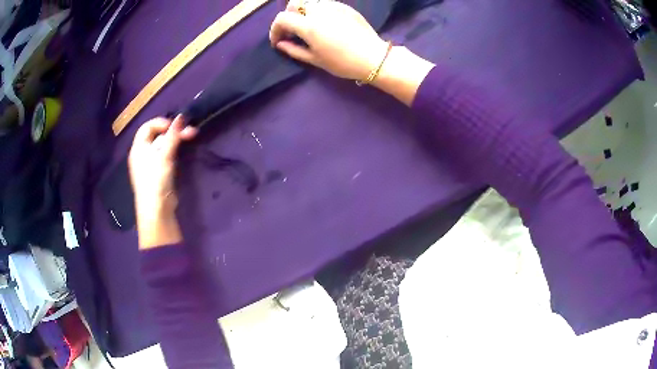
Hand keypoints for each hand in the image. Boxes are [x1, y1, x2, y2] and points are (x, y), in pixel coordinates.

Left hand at [128, 116, 196, 247]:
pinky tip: (183, 151)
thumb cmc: (156, 179)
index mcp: (138, 148)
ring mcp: (150, 164)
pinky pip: (166, 156)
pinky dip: (174, 151)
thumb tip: (182, 116)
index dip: (161, 123)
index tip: (175, 126)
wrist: (156, 209)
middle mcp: (142, 154)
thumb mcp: (164, 154)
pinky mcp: (158, 173)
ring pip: (163, 145)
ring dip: (176, 140)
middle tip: (190, 132)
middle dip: (174, 132)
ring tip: (191, 137)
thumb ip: (173, 135)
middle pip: (157, 135)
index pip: (148, 126)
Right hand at [269, 0, 434, 104]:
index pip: (282, 18)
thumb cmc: (342, 62)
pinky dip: (317, 9)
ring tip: (306, 25)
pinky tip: (323, 22)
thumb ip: (293, 50)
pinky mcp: (344, 6)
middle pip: (294, 3)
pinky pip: (324, 3)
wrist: (373, 57)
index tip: (278, 41)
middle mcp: (318, 10)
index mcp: (309, 25)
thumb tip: (279, 44)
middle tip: (291, 30)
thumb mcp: (315, 59)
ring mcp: (333, 6)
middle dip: (288, 15)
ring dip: (302, 11)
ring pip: (309, 1)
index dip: (275, 29)